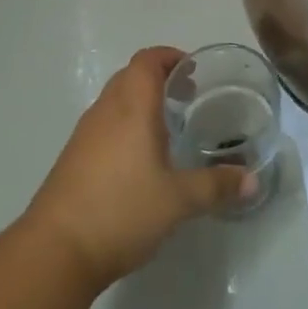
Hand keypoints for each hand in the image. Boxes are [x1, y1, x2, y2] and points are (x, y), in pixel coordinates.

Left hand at [21, 47, 247, 291]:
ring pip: (115, 100)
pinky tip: (138, 160)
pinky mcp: (73, 158)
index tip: (193, 72)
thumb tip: (252, 181)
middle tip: (187, 99)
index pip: (148, 60)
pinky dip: (124, 126)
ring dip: (140, 102)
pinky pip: (103, 124)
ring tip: (166, 129)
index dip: (170, 57)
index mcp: (132, 106)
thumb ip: (216, 186)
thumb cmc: (121, 210)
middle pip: (131, 75)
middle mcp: (106, 109)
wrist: (55, 251)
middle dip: (159, 78)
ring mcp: (85, 133)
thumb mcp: (178, 200)